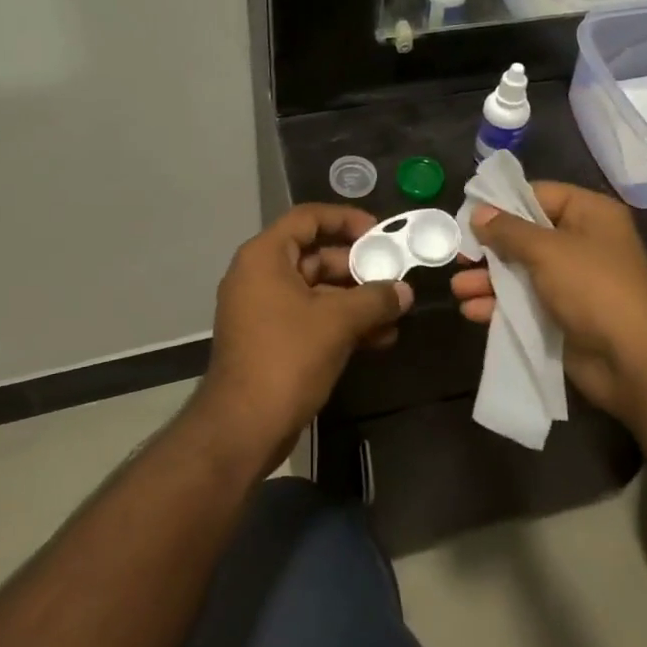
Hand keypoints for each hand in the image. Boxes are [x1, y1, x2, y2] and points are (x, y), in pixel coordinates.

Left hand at [197, 205, 411, 460]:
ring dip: (356, 301)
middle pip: (316, 256)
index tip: (379, 232)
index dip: (345, 219)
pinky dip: (342, 323)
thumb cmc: (287, 358)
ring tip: (396, 313)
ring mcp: (264, 311)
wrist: (242, 427)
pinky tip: (380, 339)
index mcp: (265, 257)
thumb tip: (404, 291)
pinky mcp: (272, 341)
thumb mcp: (338, 322)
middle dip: (359, 268)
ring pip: (318, 292)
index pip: (307, 218)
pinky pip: (312, 319)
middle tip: (395, 277)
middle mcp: (260, 276)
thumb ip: (375, 299)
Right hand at [450, 182, 646, 423]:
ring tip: (458, 289)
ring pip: (520, 272)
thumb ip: (509, 231)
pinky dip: (499, 305)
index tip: (467, 214)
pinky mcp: (563, 315)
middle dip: (489, 247)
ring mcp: (572, 282)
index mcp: (590, 214)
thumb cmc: (594, 289)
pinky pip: (524, 303)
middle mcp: (582, 242)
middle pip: (525, 235)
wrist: (634, 362)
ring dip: (488, 279)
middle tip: (457, 255)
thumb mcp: (548, 251)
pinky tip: (473, 311)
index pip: (538, 195)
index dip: (502, 203)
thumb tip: (479, 213)